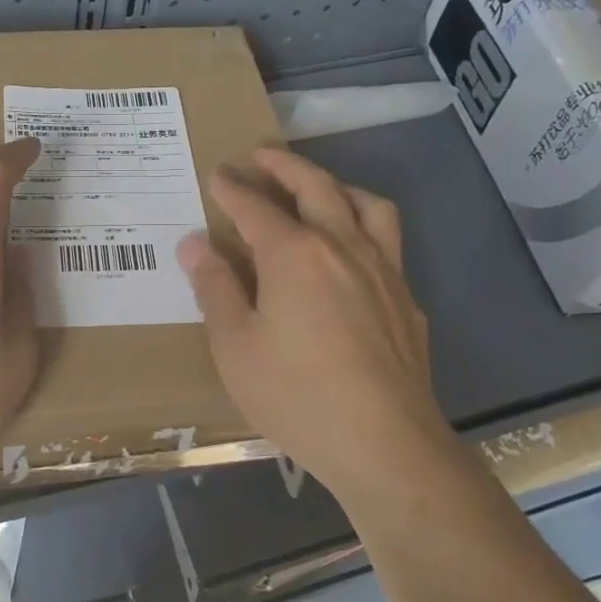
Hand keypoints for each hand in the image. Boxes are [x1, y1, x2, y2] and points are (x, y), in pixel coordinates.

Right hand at [177, 147, 449, 500]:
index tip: (217, 174)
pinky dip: (362, 226)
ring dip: (335, 185)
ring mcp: (382, 270)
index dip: (232, 188)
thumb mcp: (235, 345)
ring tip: (316, 188)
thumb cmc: (296, 395)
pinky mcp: (405, 299)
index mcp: (294, 254)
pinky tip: (349, 254)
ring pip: (365, 204)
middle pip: (315, 186)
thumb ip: (215, 287)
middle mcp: (342, 247)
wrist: (385, 444)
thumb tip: (194, 243)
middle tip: (260, 156)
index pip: (255, 206)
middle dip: (284, 165)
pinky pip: (386, 241)